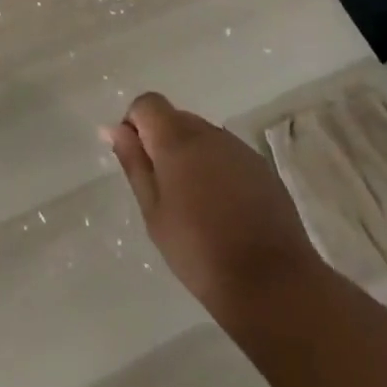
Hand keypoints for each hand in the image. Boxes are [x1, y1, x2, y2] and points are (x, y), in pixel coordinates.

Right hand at [103, 91, 324, 319]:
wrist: (271, 282)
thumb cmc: (198, 251)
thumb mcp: (154, 212)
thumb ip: (134, 163)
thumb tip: (115, 128)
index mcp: (177, 138)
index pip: (148, 103)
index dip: (135, 124)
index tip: (137, 161)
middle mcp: (209, 132)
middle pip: (176, 118)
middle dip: (163, 142)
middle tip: (162, 189)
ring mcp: (239, 148)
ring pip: (203, 136)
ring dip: (191, 156)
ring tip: (194, 204)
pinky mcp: (262, 168)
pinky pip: (228, 155)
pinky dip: (217, 170)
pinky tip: (223, 210)